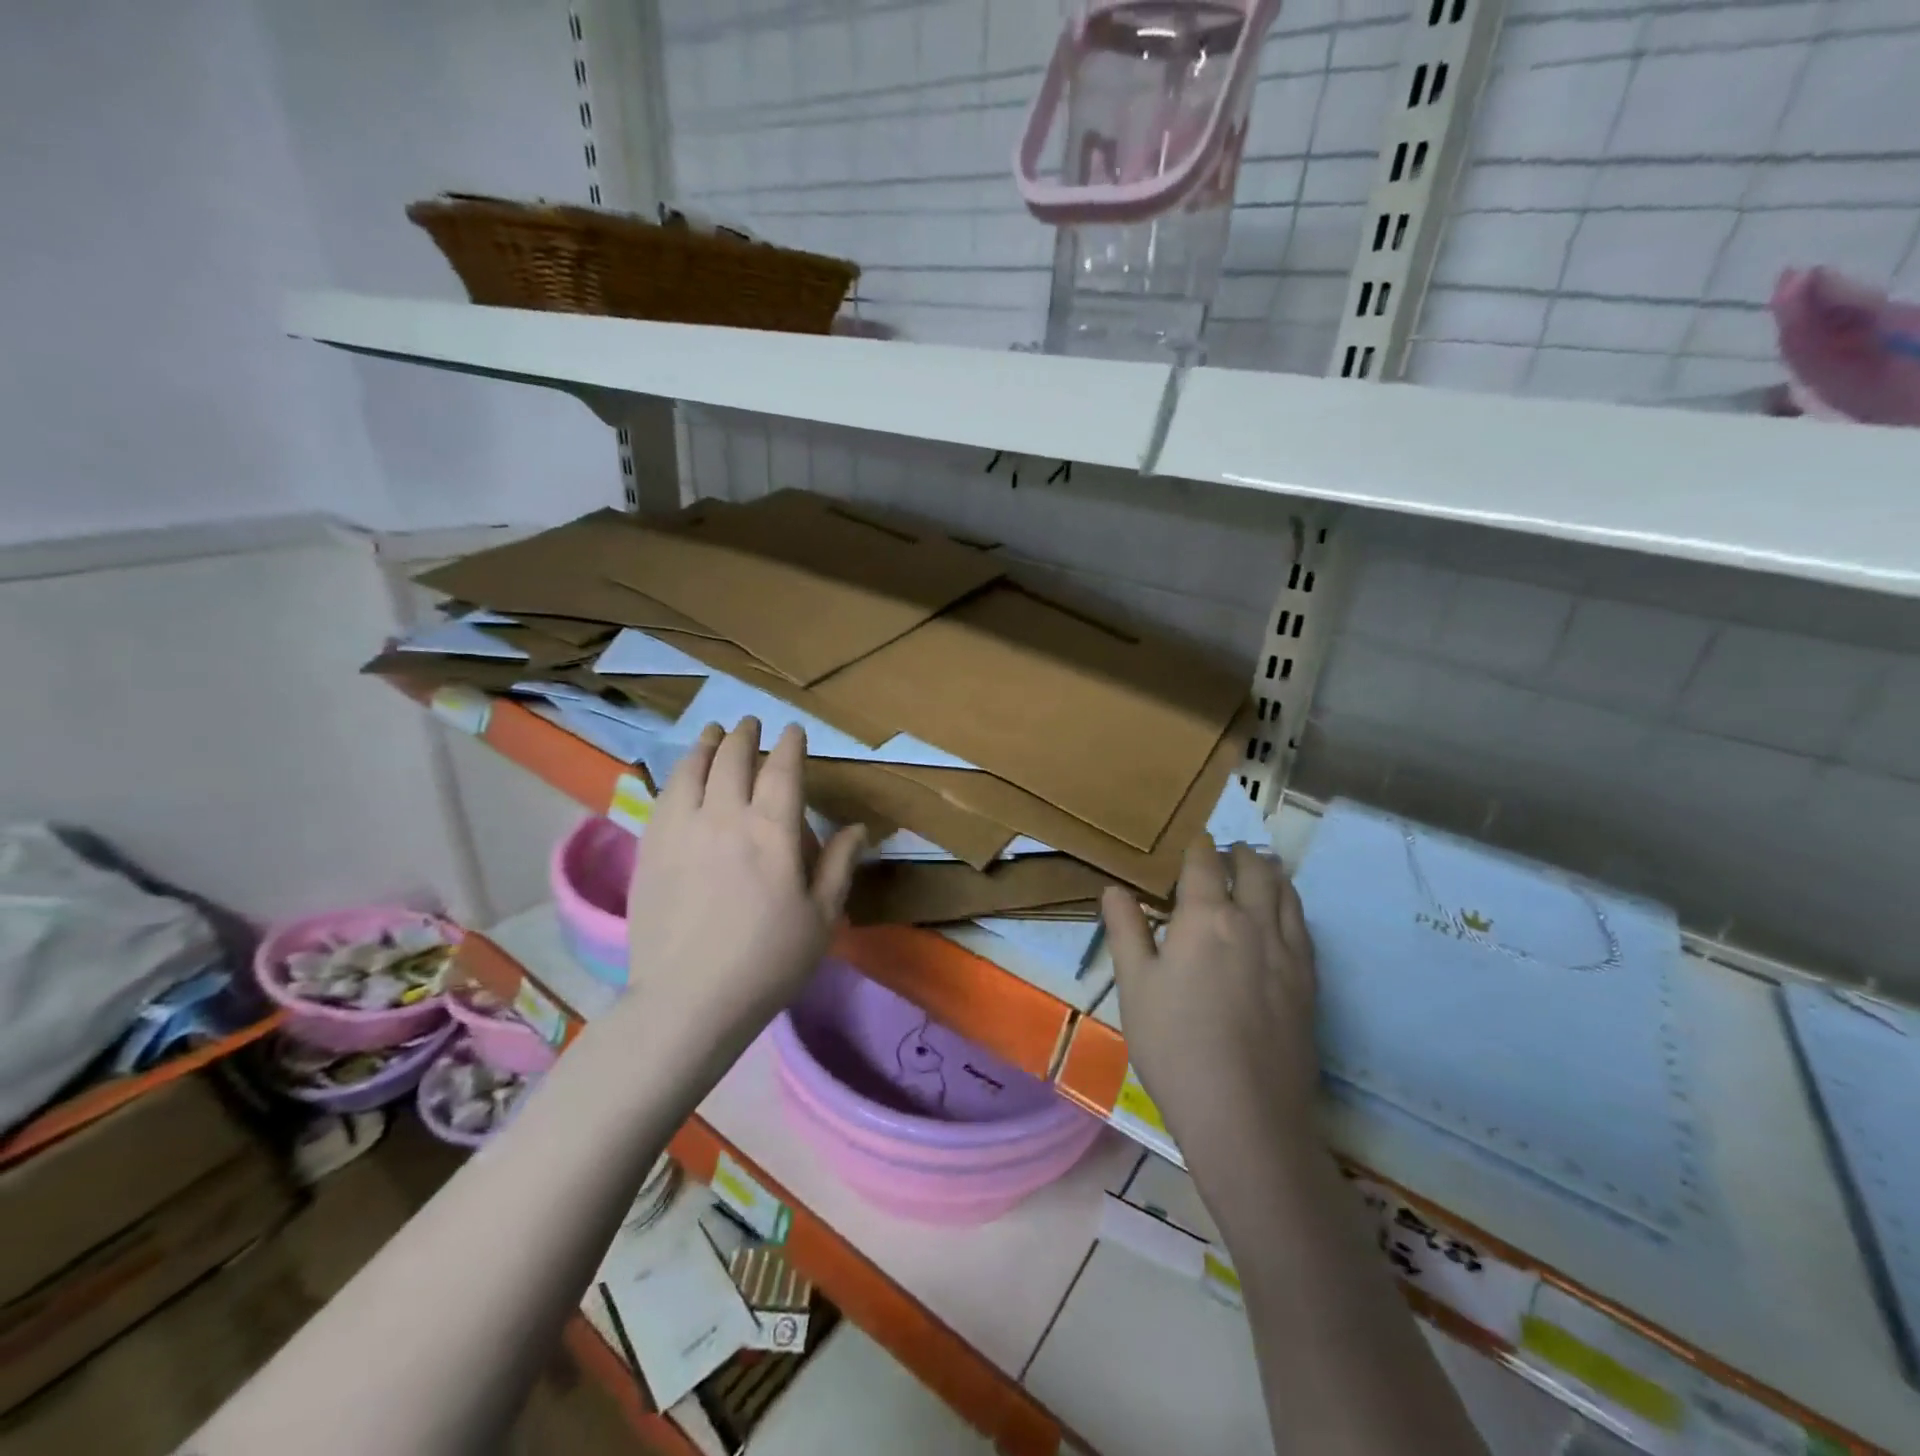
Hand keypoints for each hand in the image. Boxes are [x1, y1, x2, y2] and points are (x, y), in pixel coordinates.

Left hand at [625, 719, 865, 1044]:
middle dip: (746, 735)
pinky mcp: (650, 849)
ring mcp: (681, 830)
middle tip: (751, 724)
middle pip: (733, 759)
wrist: (688, 1001)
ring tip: (713, 732)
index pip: (782, 769)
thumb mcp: (822, 918)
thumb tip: (858, 827)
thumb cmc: (768, 962)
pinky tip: (681, 775)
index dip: (790, 744)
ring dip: (706, 744)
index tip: (793, 730)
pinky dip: (678, 774)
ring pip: (693, 769)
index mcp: (772, 831)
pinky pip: (664, 796)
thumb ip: (839, 865)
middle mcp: (725, 816)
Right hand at [1101, 839, 1319, 1183]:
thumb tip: (1114, 889)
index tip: (1193, 842)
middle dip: (1240, 854)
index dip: (1198, 847)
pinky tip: (1282, 920)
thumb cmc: (1174, 1045)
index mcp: (1206, 917)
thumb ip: (1126, 930)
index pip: (1204, 863)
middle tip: (1226, 853)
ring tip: (1259, 872)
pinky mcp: (1309, 983)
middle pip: (1255, 869)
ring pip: (1287, 893)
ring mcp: (1288, 953)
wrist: (1245, 1114)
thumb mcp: (1134, 985)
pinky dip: (1291, 907)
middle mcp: (1253, 922)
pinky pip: (1304, 927)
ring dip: (1271, 874)